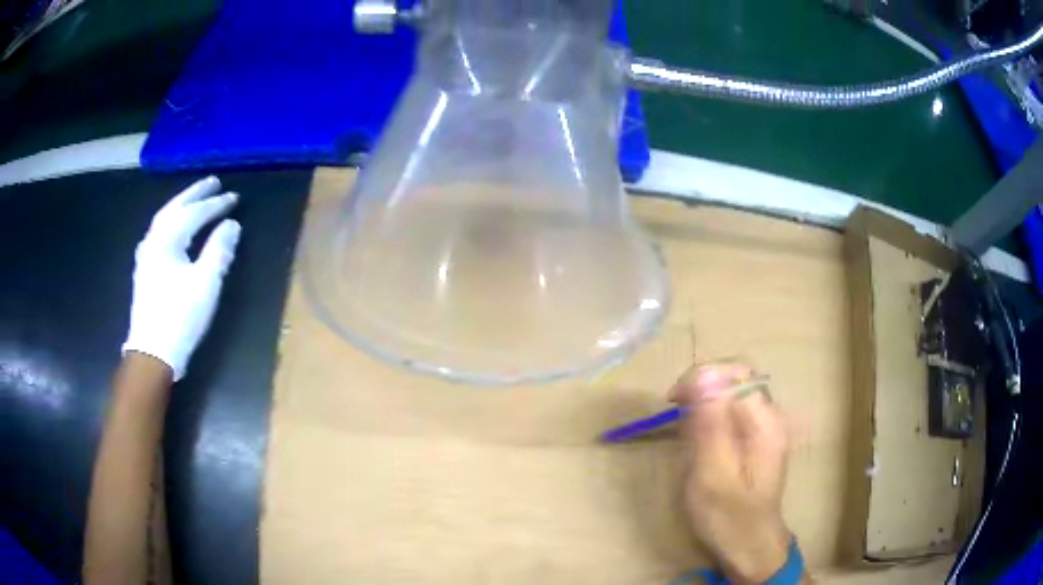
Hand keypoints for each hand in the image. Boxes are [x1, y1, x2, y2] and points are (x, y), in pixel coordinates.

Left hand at [122, 176, 240, 380]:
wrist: (152, 352)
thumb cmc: (179, 317)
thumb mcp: (205, 283)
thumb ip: (218, 250)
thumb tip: (231, 225)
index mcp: (167, 240)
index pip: (194, 213)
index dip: (215, 204)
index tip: (235, 197)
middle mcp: (153, 241)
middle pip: (174, 208)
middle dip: (194, 194)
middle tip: (213, 182)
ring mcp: (146, 256)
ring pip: (164, 220)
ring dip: (181, 205)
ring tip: (195, 199)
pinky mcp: (145, 270)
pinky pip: (159, 234)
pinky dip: (171, 223)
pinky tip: (174, 228)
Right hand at [671, 363, 791, 583]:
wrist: (748, 546)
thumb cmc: (728, 516)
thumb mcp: (713, 473)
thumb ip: (710, 423)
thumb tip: (703, 374)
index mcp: (765, 420)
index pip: (735, 372)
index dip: (702, 377)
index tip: (673, 400)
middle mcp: (768, 416)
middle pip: (733, 379)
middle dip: (700, 391)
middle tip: (676, 419)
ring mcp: (763, 427)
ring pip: (729, 395)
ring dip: (702, 407)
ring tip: (686, 439)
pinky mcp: (753, 439)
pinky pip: (728, 414)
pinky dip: (707, 421)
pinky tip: (697, 444)